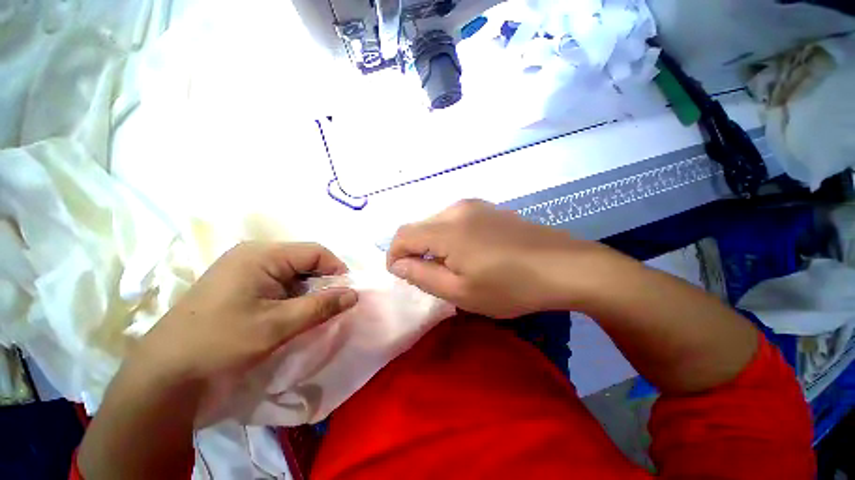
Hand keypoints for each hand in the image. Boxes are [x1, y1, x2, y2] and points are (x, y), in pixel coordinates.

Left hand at [134, 242, 357, 382]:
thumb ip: (321, 306)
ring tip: (310, 311)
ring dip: (307, 290)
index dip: (337, 269)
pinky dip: (291, 294)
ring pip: (292, 271)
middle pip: (304, 260)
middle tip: (330, 306)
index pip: (316, 252)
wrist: (165, 372)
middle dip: (323, 281)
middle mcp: (253, 253)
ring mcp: (243, 267)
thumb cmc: (222, 343)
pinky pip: (277, 280)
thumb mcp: (279, 325)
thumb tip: (354, 294)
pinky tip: (289, 312)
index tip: (346, 293)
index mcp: (262, 255)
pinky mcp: (237, 282)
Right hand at [387, 200, 611, 317]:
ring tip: (451, 267)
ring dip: (433, 244)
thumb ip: (422, 276)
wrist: (565, 266)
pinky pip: (455, 221)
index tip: (400, 274)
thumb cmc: (511, 286)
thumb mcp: (460, 291)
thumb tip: (398, 264)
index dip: (394, 255)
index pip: (403, 235)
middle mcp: (457, 209)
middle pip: (419, 227)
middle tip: (429, 276)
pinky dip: (449, 237)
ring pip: (436, 223)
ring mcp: (475, 205)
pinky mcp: (489, 209)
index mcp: (447, 229)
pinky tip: (469, 253)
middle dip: (414, 251)